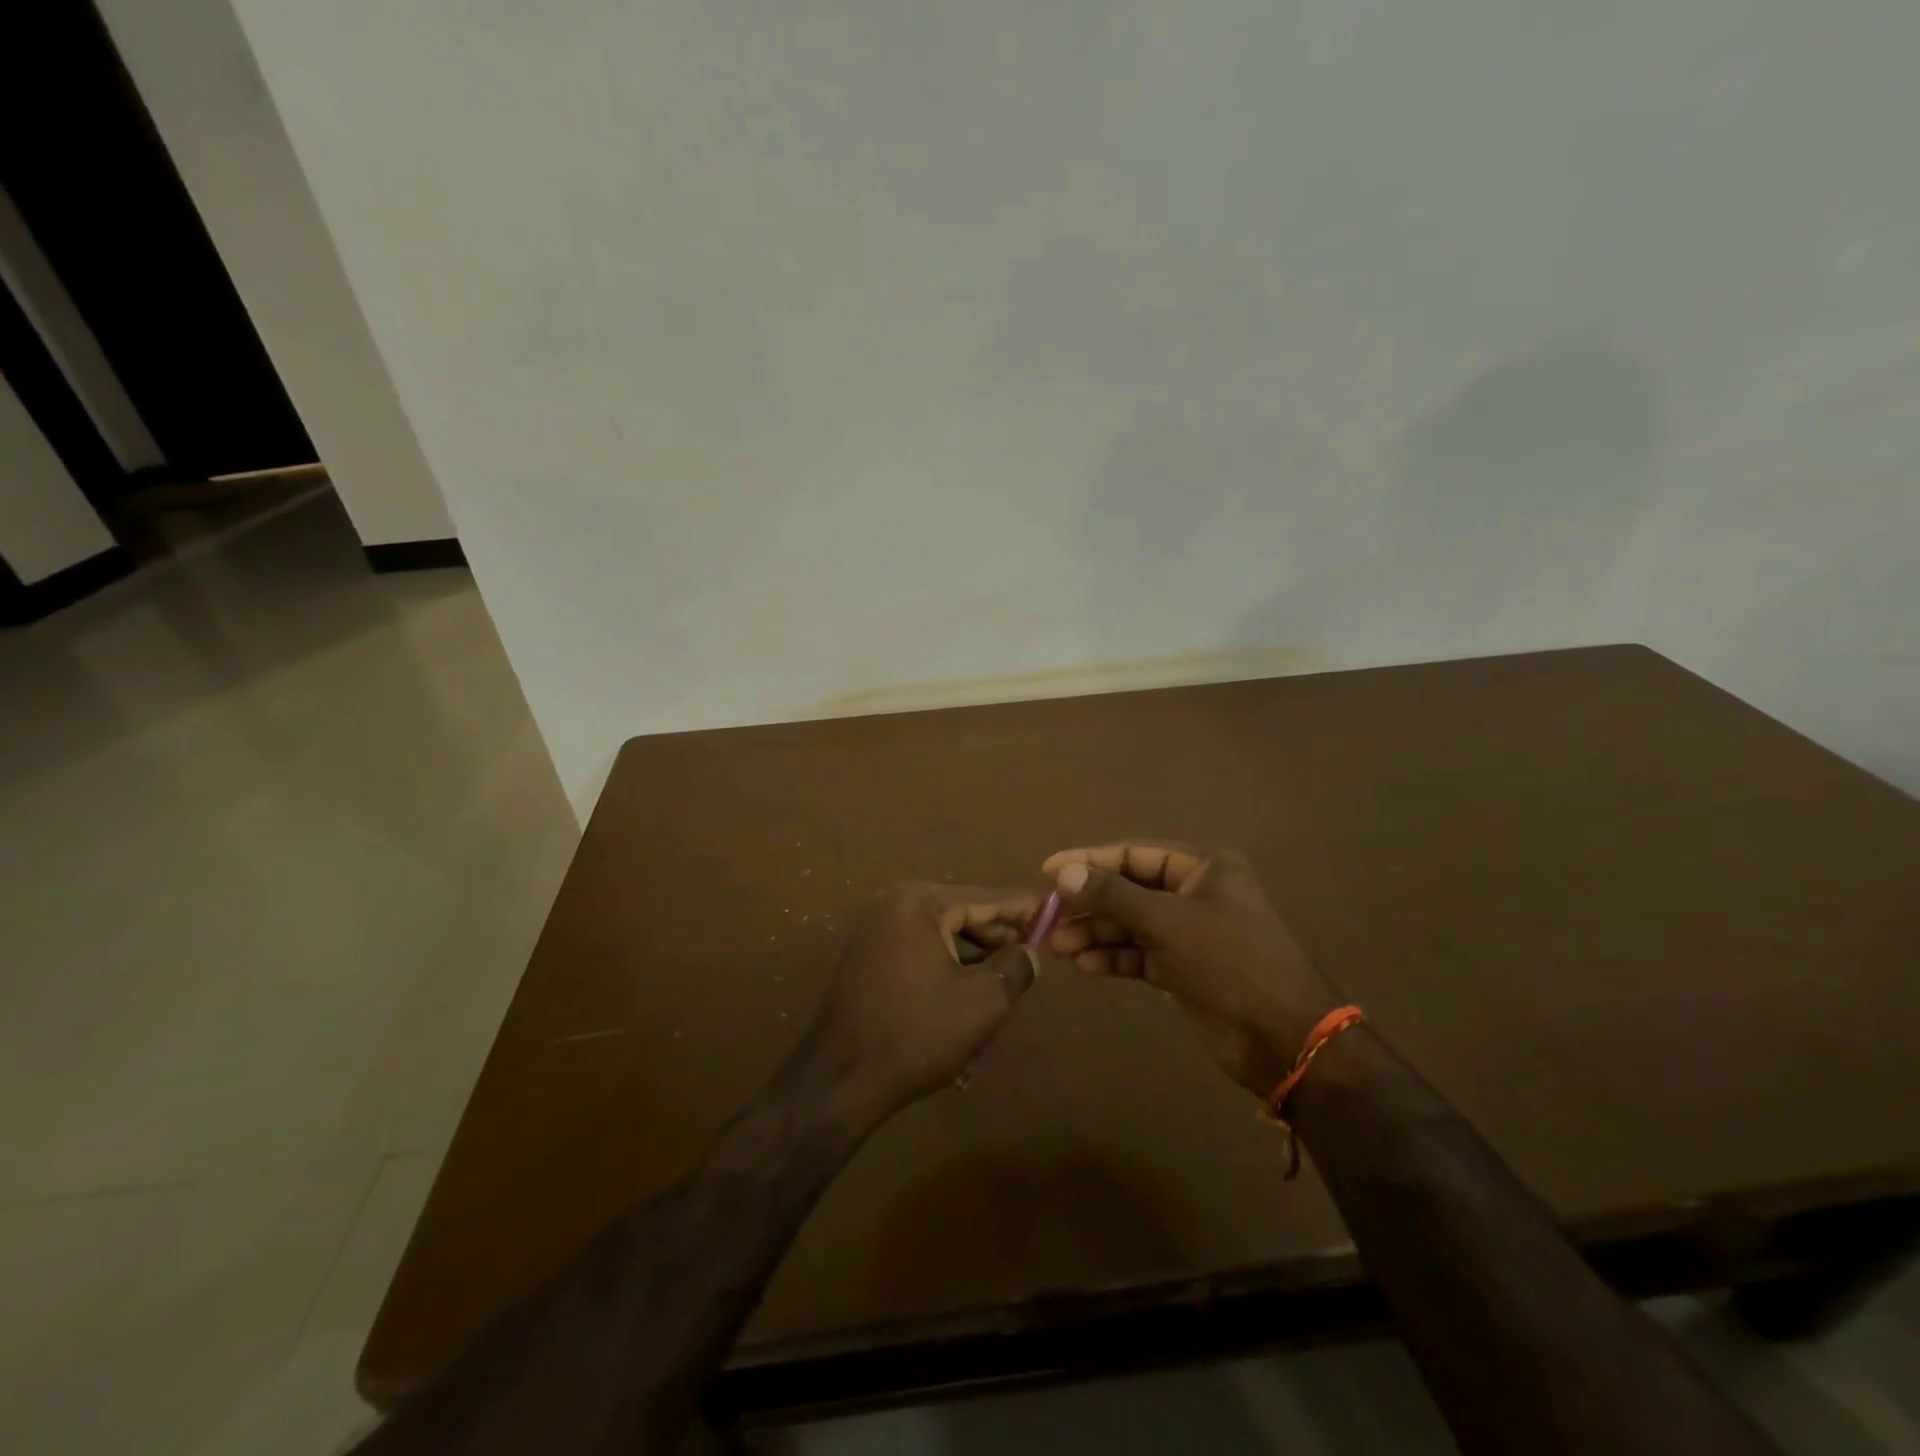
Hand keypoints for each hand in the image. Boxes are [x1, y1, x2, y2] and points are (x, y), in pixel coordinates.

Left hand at [792, 884, 1039, 1128]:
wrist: (839, 1080)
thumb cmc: (916, 1034)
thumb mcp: (982, 1002)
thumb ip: (1015, 968)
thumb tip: (1030, 953)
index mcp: (920, 903)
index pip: (985, 898)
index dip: (1023, 908)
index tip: (1054, 911)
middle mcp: (894, 904)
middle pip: (961, 910)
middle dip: (998, 932)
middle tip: (1034, 950)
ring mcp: (875, 930)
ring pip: (940, 931)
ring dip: (973, 950)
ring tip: (1006, 974)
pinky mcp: (865, 956)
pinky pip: (918, 947)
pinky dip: (946, 961)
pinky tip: (968, 987)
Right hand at [1041, 843, 1340, 1097]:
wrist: (1283, 1038)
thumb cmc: (1229, 961)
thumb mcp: (1167, 921)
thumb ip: (1112, 895)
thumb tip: (1063, 873)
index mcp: (1202, 867)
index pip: (1134, 854)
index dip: (1090, 860)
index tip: (1048, 871)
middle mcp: (1194, 893)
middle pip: (1129, 890)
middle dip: (1090, 904)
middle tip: (1048, 917)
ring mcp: (1189, 933)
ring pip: (1130, 925)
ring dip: (1096, 933)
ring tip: (1059, 946)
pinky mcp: (1183, 969)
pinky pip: (1139, 955)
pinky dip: (1113, 958)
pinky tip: (1083, 966)